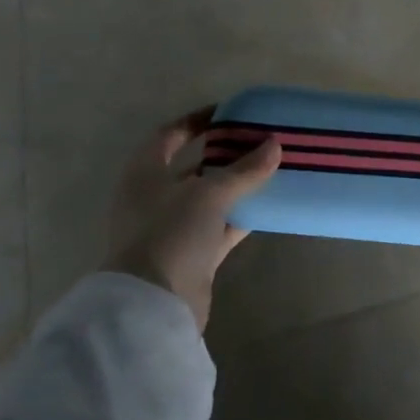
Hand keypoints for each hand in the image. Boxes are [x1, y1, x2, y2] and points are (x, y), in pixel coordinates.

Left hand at [106, 107, 280, 331]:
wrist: (154, 306)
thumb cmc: (171, 234)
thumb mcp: (209, 194)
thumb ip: (244, 170)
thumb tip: (275, 144)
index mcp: (144, 174)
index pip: (169, 135)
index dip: (197, 121)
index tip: (229, 113)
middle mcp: (154, 198)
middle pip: (192, 167)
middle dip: (224, 154)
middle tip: (258, 140)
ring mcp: (172, 228)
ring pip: (209, 198)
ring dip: (236, 186)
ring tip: (270, 168)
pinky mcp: (191, 255)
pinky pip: (220, 227)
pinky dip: (241, 216)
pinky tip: (268, 206)